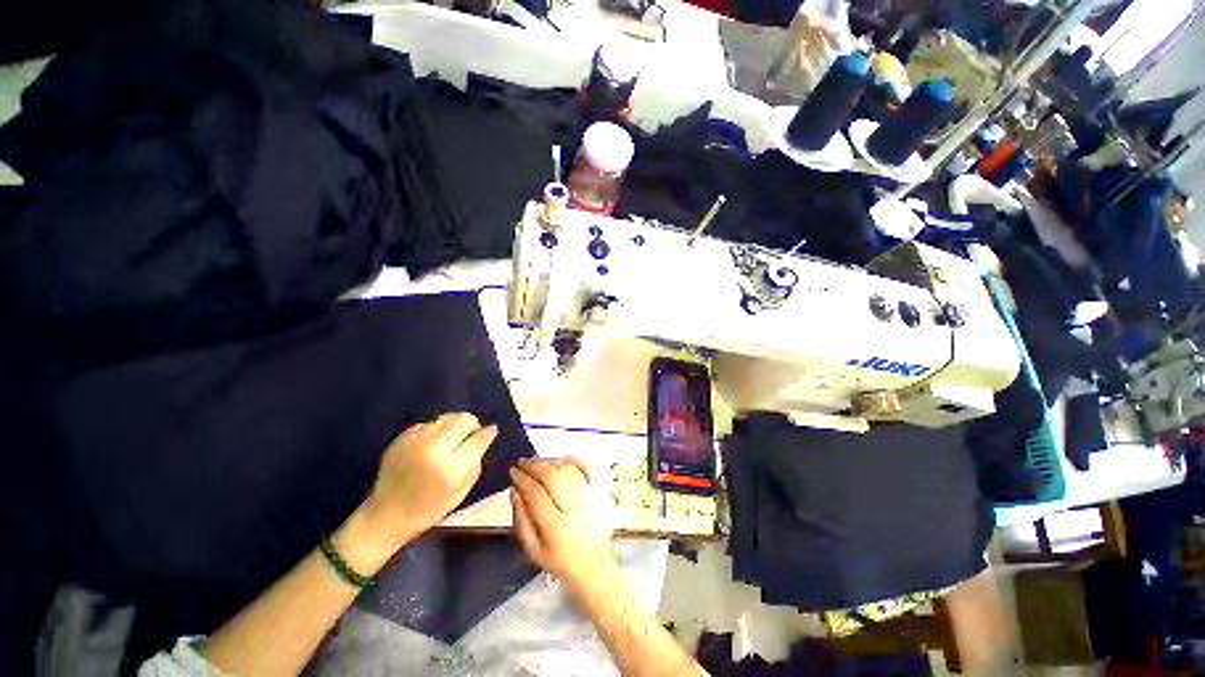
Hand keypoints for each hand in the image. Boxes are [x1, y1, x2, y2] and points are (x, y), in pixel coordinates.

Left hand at [356, 413, 497, 552]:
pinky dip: (435, 430)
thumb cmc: (428, 510)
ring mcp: (415, 441)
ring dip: (453, 426)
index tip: (492, 430)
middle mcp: (434, 450)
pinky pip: (428, 424)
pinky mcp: (401, 438)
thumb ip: (475, 464)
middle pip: (463, 419)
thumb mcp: (461, 493)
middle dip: (471, 424)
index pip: (478, 439)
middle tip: (470, 434)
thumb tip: (484, 438)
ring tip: (450, 440)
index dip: (488, 433)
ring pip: (446, 418)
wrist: (385, 516)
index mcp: (451, 469)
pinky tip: (431, 445)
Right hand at [509, 457, 614, 592]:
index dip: (522, 479)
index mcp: (556, 528)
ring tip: (537, 461)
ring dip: (551, 461)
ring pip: (569, 469)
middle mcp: (575, 509)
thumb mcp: (533, 550)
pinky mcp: (601, 492)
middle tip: (522, 462)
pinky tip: (561, 459)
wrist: (594, 567)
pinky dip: (575, 459)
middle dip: (534, 465)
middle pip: (553, 477)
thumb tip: (514, 490)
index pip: (536, 494)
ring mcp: (591, 498)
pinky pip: (588, 468)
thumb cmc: (559, 561)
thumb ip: (521, 520)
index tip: (512, 471)